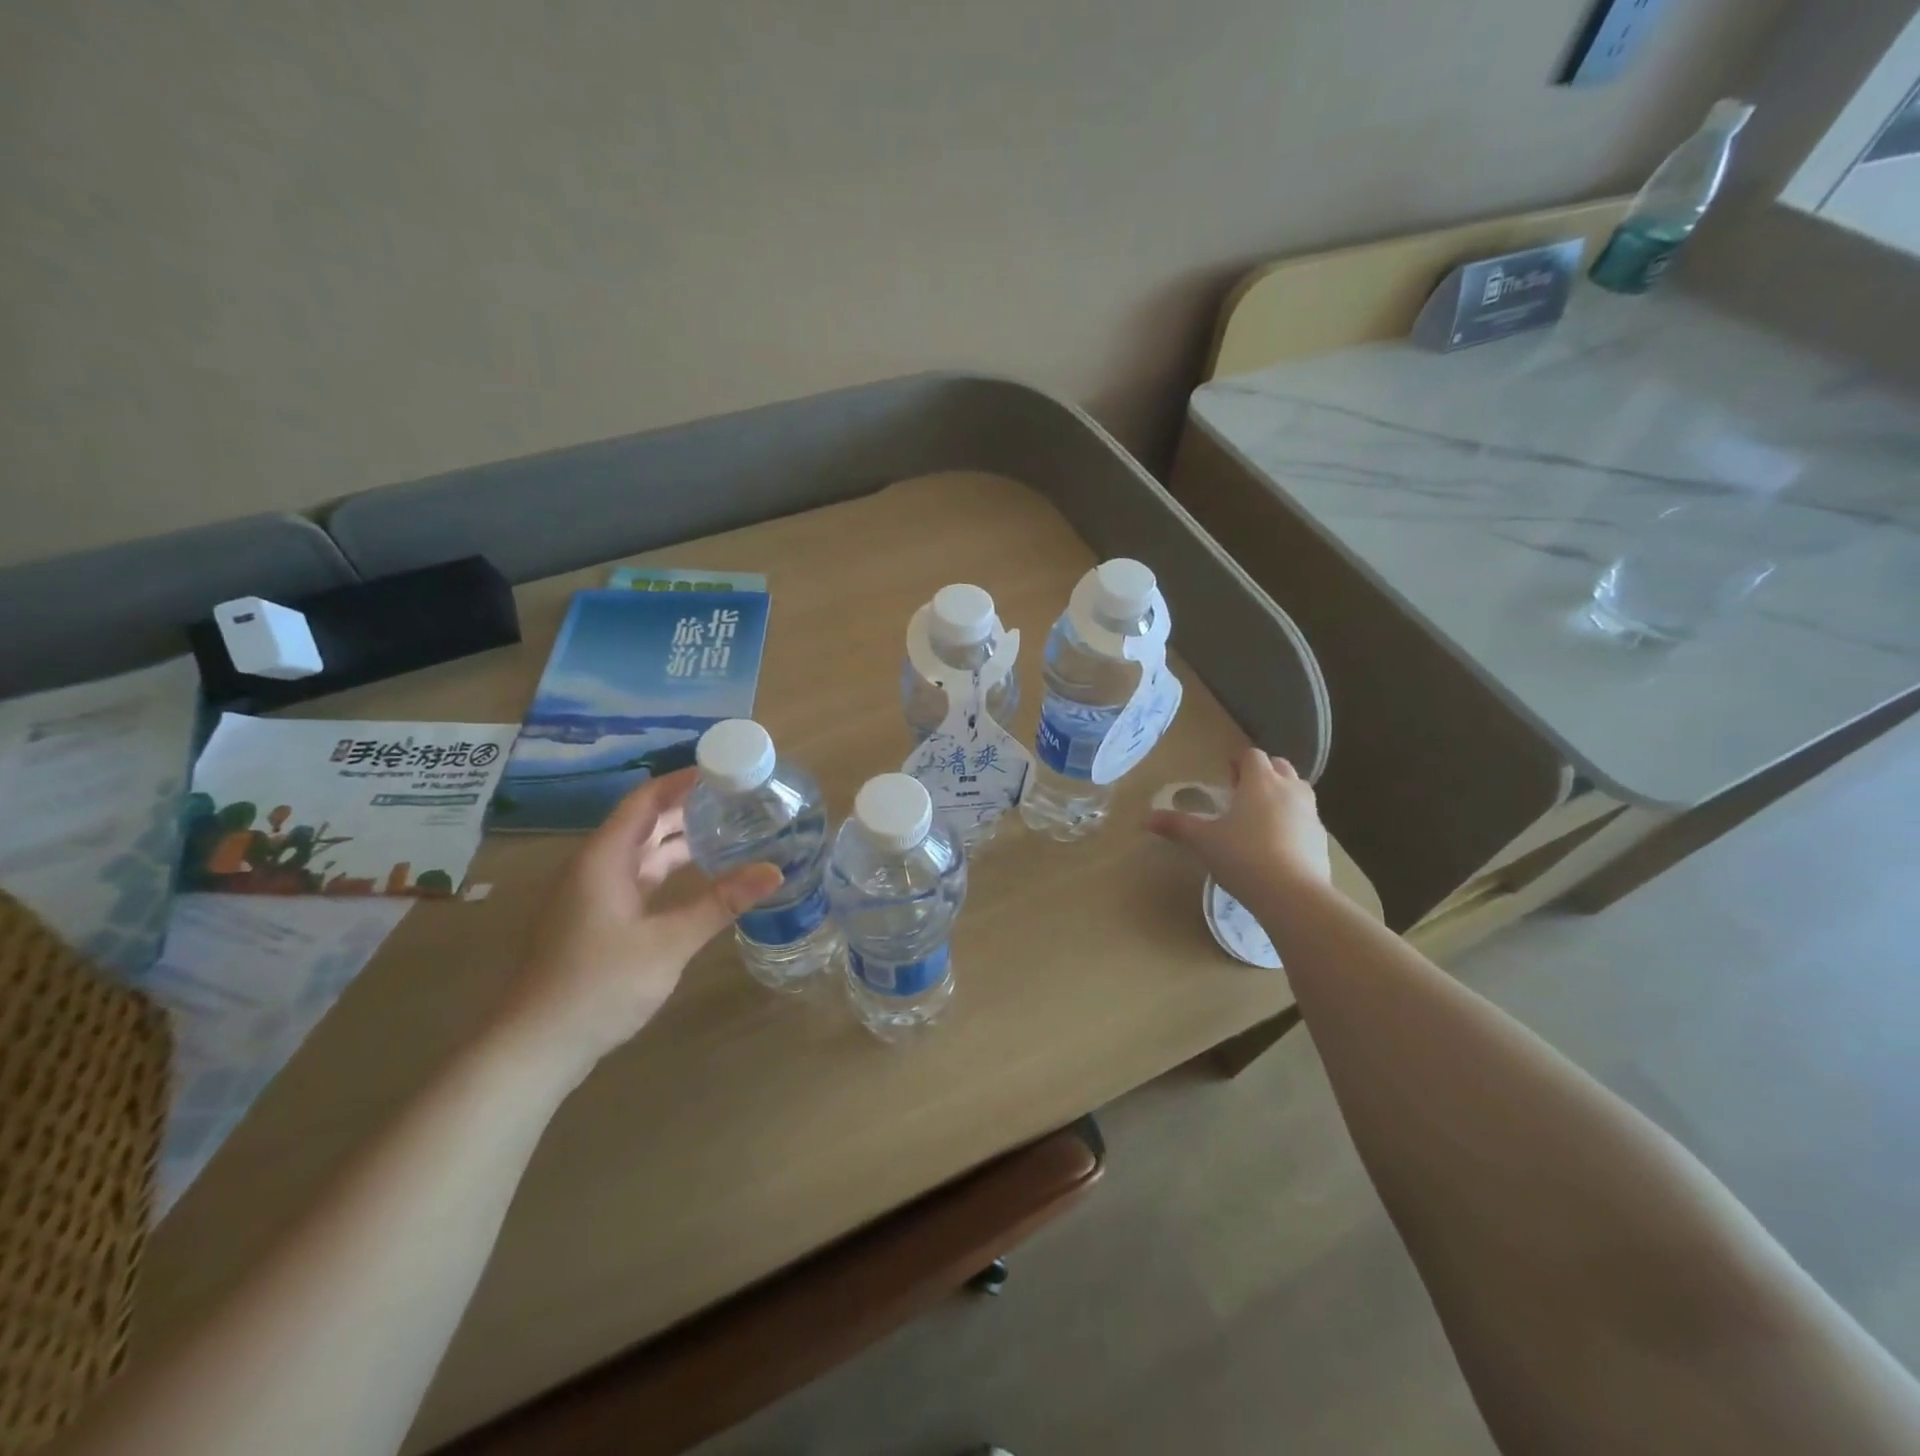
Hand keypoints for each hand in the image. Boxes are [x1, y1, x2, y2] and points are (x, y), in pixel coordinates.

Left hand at [489, 768, 780, 1082]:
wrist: (536, 1048)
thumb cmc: (599, 986)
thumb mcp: (668, 943)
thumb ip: (721, 903)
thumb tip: (774, 871)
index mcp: (604, 859)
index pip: (646, 799)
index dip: (683, 779)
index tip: (724, 768)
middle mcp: (595, 867)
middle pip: (644, 820)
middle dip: (688, 805)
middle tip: (737, 796)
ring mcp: (593, 894)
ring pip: (642, 850)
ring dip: (680, 837)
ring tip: (728, 826)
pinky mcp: (597, 918)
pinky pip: (638, 876)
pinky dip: (669, 867)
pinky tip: (700, 874)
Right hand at [1147, 748, 1331, 910]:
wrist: (1292, 894)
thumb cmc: (1242, 856)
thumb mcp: (1203, 841)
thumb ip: (1176, 826)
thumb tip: (1145, 819)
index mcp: (1260, 781)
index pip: (1252, 756)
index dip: (1238, 762)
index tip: (1227, 776)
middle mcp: (1289, 789)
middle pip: (1279, 767)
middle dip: (1262, 773)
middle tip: (1243, 793)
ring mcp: (1310, 813)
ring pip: (1298, 790)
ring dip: (1281, 795)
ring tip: (1260, 817)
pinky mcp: (1322, 838)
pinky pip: (1306, 819)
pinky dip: (1293, 822)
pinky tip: (1278, 844)